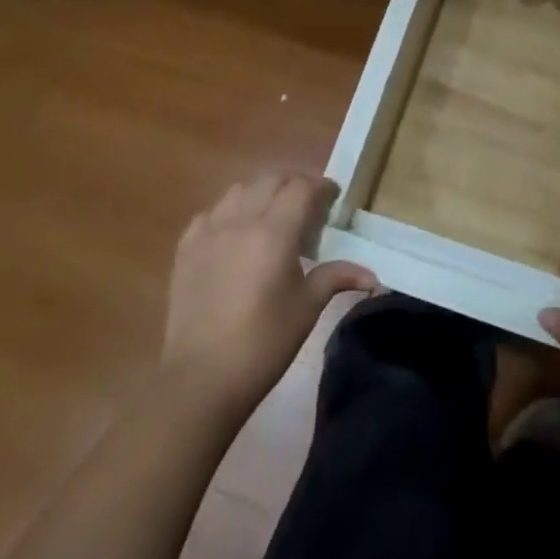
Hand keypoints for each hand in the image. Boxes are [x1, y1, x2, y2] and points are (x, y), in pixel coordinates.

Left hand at [160, 170, 376, 421]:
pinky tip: (237, 233)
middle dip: (295, 183)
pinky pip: (212, 212)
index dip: (321, 187)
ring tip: (274, 214)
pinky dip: (231, 211)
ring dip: (262, 192)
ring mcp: (209, 231)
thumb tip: (373, 276)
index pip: (302, 188)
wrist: (201, 378)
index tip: (333, 199)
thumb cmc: (263, 343)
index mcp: (274, 232)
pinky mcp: (186, 247)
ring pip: (240, 189)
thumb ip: (336, 277)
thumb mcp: (307, 307)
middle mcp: (240, 220)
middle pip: (272, 179)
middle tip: (309, 204)